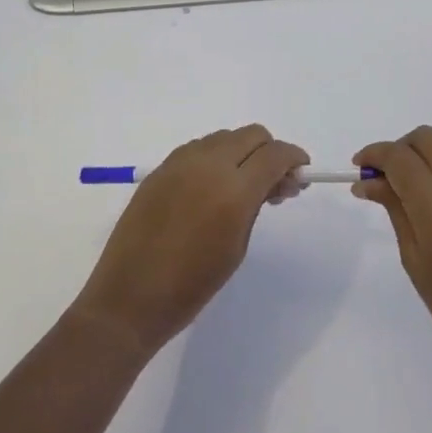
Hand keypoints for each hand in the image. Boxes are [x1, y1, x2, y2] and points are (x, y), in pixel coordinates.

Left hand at [76, 125, 309, 357]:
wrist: (130, 297)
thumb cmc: (192, 285)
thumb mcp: (237, 246)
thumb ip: (257, 204)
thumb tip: (275, 181)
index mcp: (233, 190)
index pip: (275, 154)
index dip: (294, 158)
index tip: (301, 173)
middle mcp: (208, 165)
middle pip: (252, 135)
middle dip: (270, 152)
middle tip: (274, 183)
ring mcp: (180, 162)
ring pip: (225, 137)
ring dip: (242, 152)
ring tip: (242, 186)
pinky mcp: (161, 168)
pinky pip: (199, 148)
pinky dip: (215, 157)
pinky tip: (213, 186)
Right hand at [355, 126, 431, 390]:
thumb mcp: (416, 263)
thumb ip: (395, 211)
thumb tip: (368, 181)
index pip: (401, 158)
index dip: (374, 154)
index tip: (359, 166)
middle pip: (428, 138)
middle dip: (400, 148)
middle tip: (385, 176)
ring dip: (427, 148)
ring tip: (415, 179)